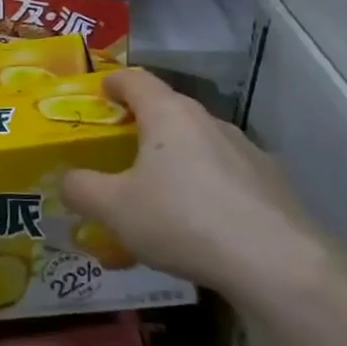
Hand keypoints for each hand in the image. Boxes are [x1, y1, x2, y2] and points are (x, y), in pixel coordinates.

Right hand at [60, 68, 327, 307]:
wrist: (278, 265)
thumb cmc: (182, 220)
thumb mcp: (112, 208)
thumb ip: (81, 189)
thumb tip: (68, 180)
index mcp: (169, 115)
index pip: (136, 80)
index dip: (114, 82)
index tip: (100, 92)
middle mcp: (209, 122)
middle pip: (169, 111)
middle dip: (142, 125)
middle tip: (118, 150)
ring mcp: (247, 152)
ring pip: (199, 145)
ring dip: (175, 159)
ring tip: (157, 194)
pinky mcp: (272, 185)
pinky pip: (225, 176)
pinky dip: (205, 188)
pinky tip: (198, 225)